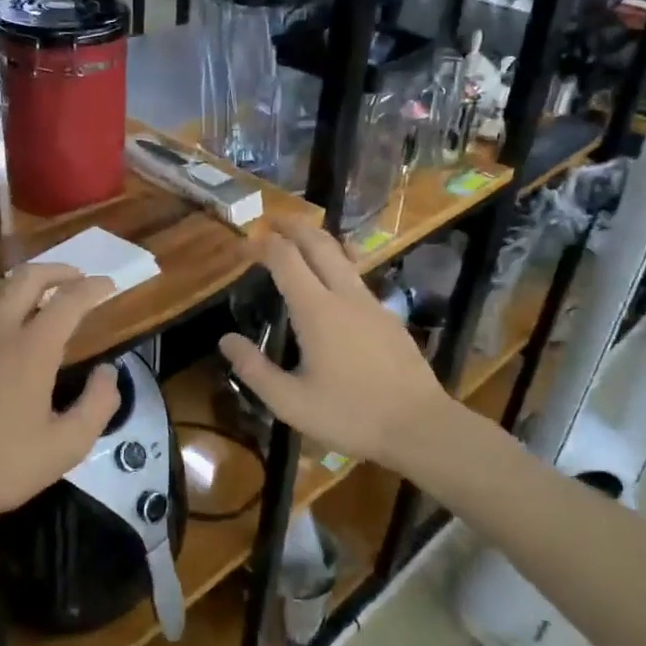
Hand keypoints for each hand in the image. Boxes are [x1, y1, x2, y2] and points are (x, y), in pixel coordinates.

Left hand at [0, 263, 120, 533]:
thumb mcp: (64, 448)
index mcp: (31, 349)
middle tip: (77, 279)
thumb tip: (107, 372)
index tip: (109, 285)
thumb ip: (97, 405)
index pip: (69, 300)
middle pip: (27, 277)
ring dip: (21, 283)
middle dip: (58, 270)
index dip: (93, 287)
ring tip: (37, 295)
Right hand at [219, 222, 452, 469]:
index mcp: (316, 310)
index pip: (285, 259)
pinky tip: (334, 279)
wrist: (419, 426)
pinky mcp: (388, 316)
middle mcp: (344, 295)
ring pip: (342, 255)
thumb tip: (225, 340)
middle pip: (318, 243)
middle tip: (271, 219)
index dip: (261, 245)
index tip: (243, 245)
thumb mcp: (290, 402)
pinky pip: (357, 276)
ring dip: (317, 239)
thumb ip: (254, 369)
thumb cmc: (349, 415)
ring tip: (300, 238)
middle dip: (293, 225)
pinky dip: (337, 263)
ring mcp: (371, 303)